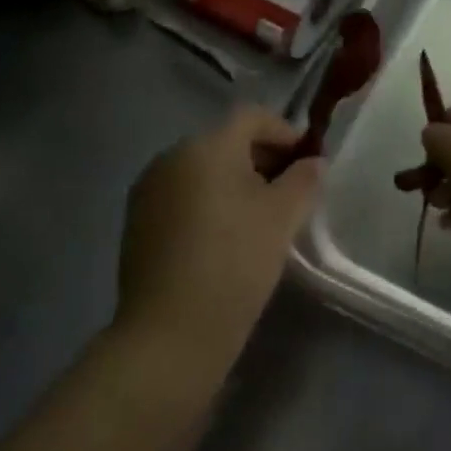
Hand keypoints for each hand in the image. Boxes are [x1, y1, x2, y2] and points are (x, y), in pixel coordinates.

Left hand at [117, 106, 322, 369]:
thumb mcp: (282, 218)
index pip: (251, 117)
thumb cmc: (234, 262)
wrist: (169, 334)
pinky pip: (183, 197)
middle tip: (290, 193)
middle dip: (262, 159)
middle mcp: (171, 157)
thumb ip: (303, 180)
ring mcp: (148, 190)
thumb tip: (313, 162)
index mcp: (206, 146)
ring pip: (203, 171)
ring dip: (235, 183)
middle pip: (225, 142)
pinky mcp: (137, 223)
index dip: (284, 132)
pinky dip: (208, 204)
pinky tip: (225, 239)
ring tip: (260, 219)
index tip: (307, 162)